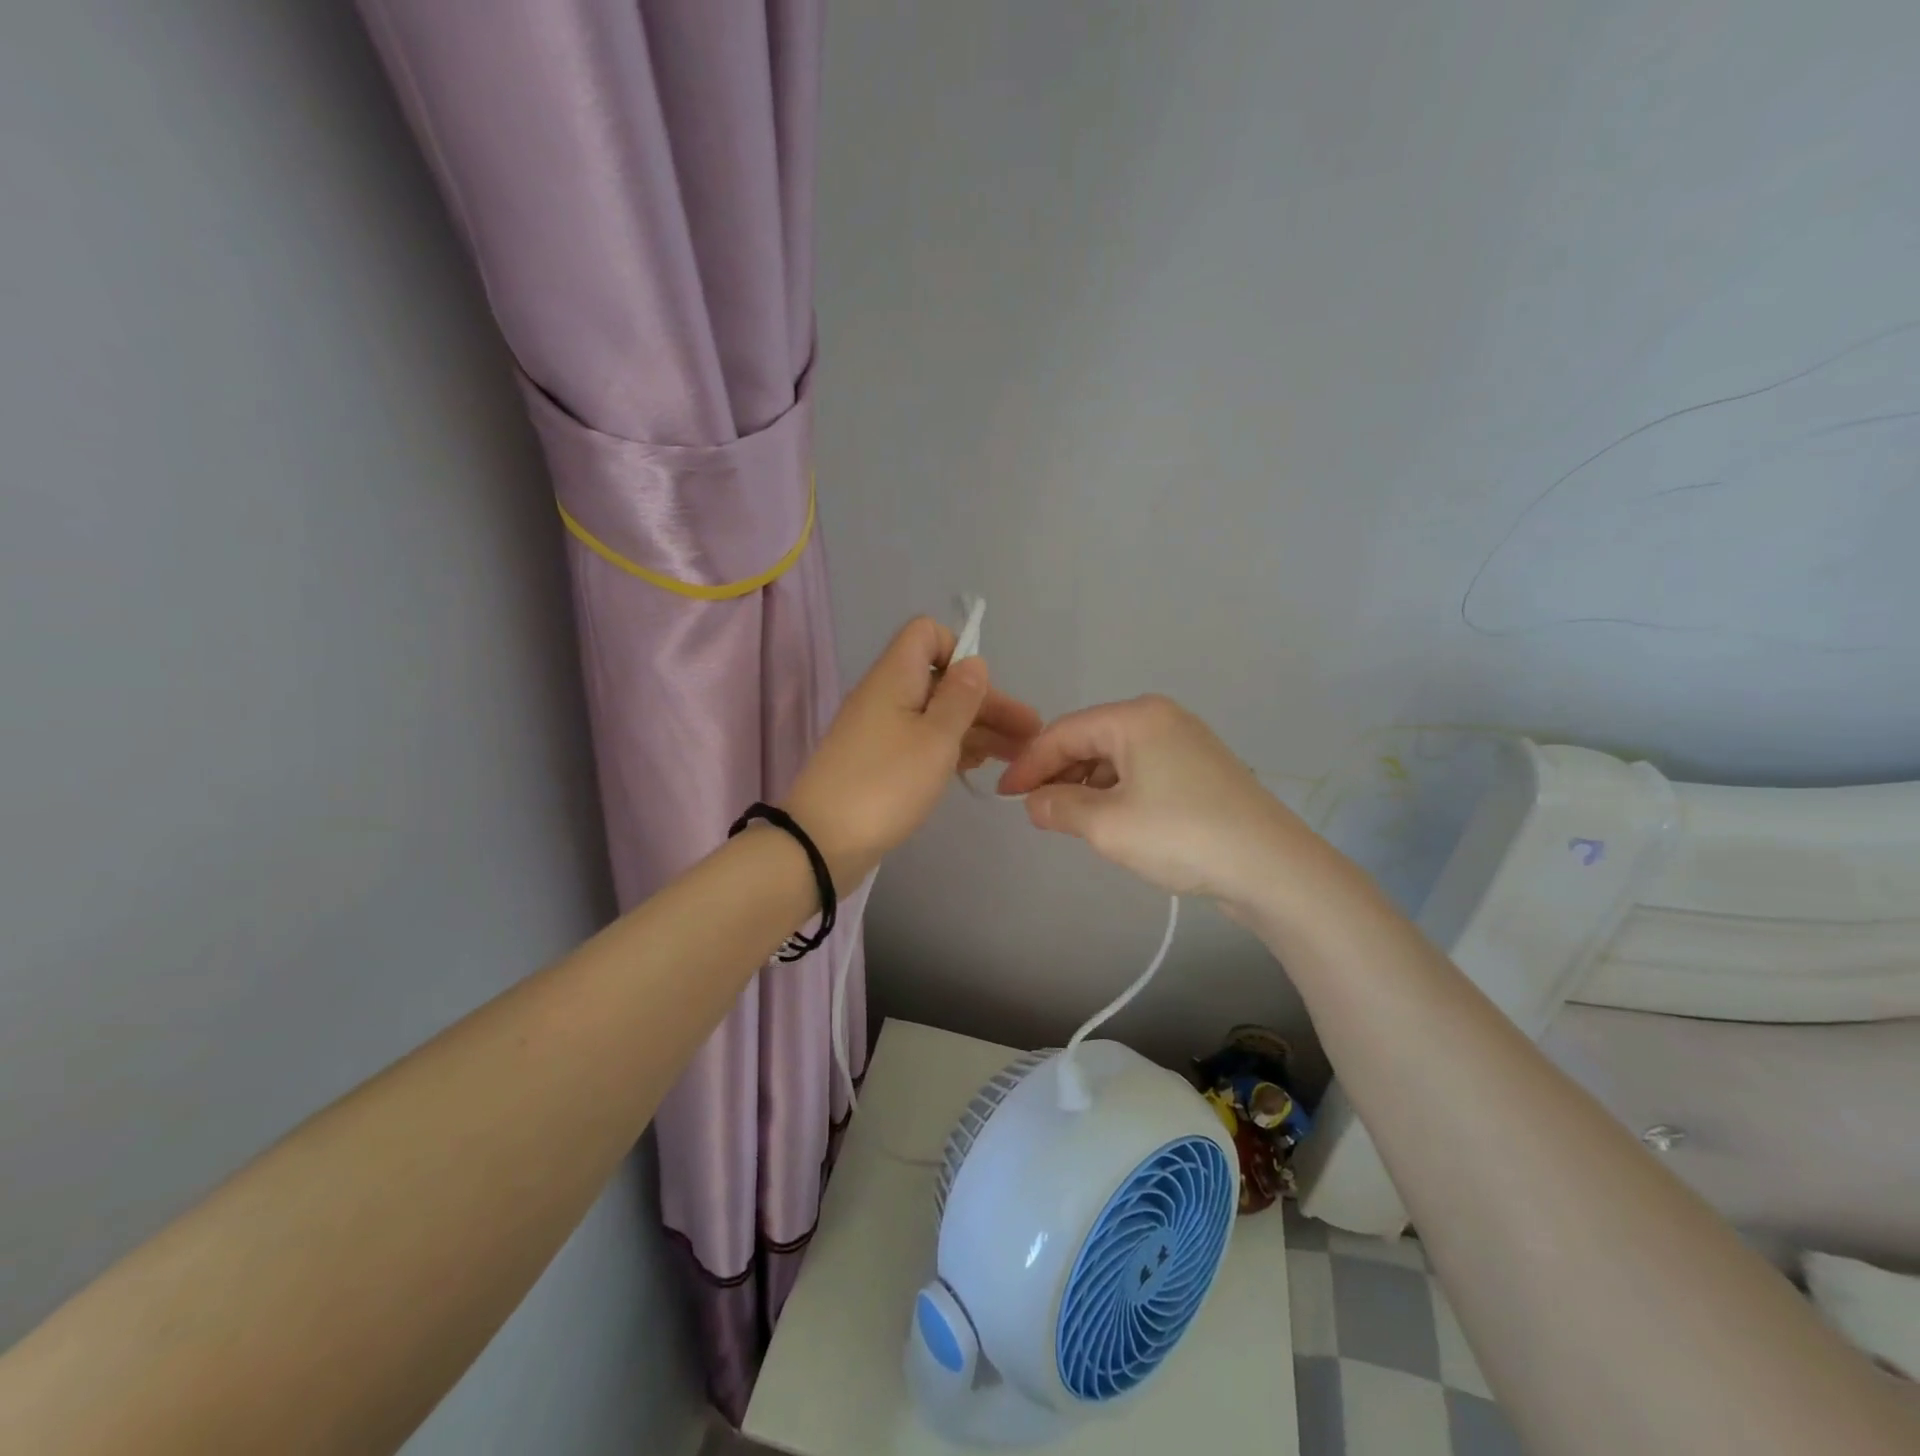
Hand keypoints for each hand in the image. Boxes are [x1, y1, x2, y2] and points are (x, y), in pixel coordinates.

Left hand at [785, 618, 1040, 886]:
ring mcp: (880, 730)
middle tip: (1029, 734)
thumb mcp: (935, 739)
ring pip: (935, 715)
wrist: (822, 842)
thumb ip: (960, 698)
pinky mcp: (878, 761)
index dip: (959, 651)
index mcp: (895, 677)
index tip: (981, 690)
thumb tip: (973, 662)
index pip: (927, 634)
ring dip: (976, 729)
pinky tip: (978, 765)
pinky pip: (921, 740)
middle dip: (986, 703)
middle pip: (942, 681)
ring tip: (1016, 755)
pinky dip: (951, 747)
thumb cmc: (886, 783)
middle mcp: (886, 695)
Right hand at [996, 695, 1318, 909]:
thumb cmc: (1181, 836)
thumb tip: (1035, 801)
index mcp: (1136, 717)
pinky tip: (1108, 818)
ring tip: (1067, 818)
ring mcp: (1185, 741)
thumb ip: (1060, 807)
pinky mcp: (1200, 768)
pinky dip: (1116, 791)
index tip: (1004, 795)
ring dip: (1086, 784)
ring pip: (1116, 756)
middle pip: (1090, 738)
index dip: (1029, 763)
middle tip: (1033, 809)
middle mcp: (1160, 717)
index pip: (1064, 731)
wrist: (1272, 868)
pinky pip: (1141, 770)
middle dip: (1057, 772)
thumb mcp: (1107, 825)